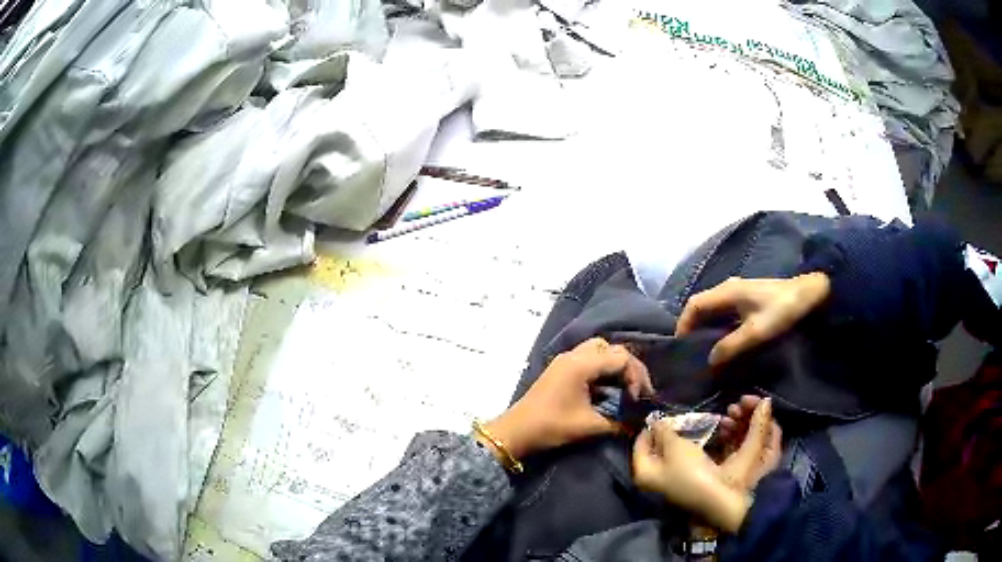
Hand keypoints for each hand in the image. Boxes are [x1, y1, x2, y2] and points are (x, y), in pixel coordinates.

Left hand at [481, 338, 653, 459]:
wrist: (515, 432)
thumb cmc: (551, 426)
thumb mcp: (588, 426)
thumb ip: (618, 422)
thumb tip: (639, 423)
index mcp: (581, 364)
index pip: (621, 357)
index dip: (636, 376)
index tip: (638, 398)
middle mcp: (574, 356)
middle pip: (611, 349)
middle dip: (628, 367)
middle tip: (637, 389)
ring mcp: (565, 361)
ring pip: (599, 352)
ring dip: (615, 367)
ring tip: (625, 389)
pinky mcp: (561, 370)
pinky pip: (588, 360)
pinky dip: (602, 371)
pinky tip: (608, 390)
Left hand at [632, 399, 780, 532]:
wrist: (715, 495)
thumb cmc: (689, 470)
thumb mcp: (675, 446)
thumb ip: (663, 432)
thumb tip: (655, 422)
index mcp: (643, 472)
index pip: (639, 445)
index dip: (650, 428)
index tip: (662, 414)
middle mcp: (652, 479)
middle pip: (654, 450)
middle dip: (665, 433)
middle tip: (676, 418)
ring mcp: (669, 481)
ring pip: (669, 455)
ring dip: (677, 440)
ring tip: (687, 425)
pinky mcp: (685, 481)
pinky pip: (682, 460)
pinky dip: (687, 449)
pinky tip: (694, 439)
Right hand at [676, 273, 830, 366]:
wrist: (809, 293)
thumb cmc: (781, 311)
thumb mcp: (756, 332)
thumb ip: (730, 346)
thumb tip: (710, 360)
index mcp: (727, 292)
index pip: (694, 305)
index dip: (683, 324)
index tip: (680, 346)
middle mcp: (728, 288)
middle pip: (701, 306)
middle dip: (692, 327)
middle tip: (690, 351)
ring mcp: (738, 291)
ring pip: (713, 309)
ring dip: (705, 327)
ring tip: (703, 349)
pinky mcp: (748, 297)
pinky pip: (724, 310)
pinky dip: (717, 325)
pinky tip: (723, 340)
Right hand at [718, 397, 781, 491]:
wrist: (724, 516)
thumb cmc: (739, 482)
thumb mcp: (750, 450)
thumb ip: (758, 424)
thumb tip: (766, 400)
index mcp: (771, 452)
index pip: (770, 422)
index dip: (758, 408)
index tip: (741, 399)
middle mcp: (765, 457)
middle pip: (758, 428)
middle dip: (745, 415)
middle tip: (729, 409)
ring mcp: (749, 465)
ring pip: (746, 438)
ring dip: (736, 426)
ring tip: (722, 421)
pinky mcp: (734, 472)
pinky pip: (737, 448)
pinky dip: (730, 439)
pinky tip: (719, 433)